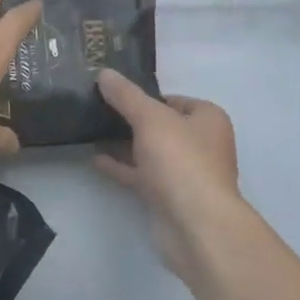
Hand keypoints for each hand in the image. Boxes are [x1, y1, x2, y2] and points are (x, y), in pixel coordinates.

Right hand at [93, 69, 245, 282]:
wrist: (195, 225)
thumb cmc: (181, 161)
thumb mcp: (150, 119)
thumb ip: (126, 96)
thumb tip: (104, 73)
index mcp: (208, 119)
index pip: (174, 99)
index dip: (146, 96)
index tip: (115, 93)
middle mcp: (201, 144)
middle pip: (161, 125)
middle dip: (132, 120)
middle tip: (98, 109)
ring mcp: (185, 173)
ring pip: (150, 152)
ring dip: (125, 144)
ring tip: (91, 131)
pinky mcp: (169, 197)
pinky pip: (142, 176)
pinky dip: (122, 167)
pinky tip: (96, 159)